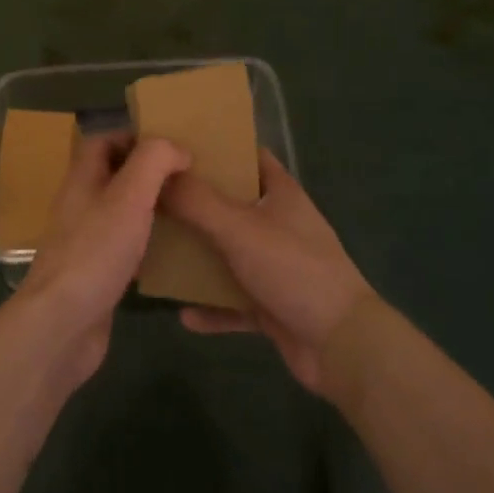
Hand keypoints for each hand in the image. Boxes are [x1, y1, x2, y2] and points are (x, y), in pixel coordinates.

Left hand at [22, 133, 190, 383]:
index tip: (171, 145)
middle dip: (148, 172)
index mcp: (82, 179)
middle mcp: (80, 205)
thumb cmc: (96, 251)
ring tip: (188, 209)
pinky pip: (124, 247)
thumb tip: (177, 148)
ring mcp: (86, 241)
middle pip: (113, 175)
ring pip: (120, 211)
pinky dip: (146, 243)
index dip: (134, 136)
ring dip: (149, 207)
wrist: (63, 324)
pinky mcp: (96, 274)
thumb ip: (154, 162)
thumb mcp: (129, 195)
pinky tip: (173, 252)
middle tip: (187, 177)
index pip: (102, 140)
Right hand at [161, 151, 374, 395]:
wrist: (342, 345)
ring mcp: (277, 266)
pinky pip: (234, 301)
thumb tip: (159, 175)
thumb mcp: (240, 229)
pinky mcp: (274, 305)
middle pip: (230, 204)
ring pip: (229, 253)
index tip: (174, 147)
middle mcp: (278, 223)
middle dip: (194, 203)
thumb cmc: (294, 270)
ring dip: (199, 256)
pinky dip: (212, 307)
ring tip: (158, 253)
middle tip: (151, 199)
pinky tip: (184, 316)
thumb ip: (197, 202)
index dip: (215, 148)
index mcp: (280, 193)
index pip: (246, 156)